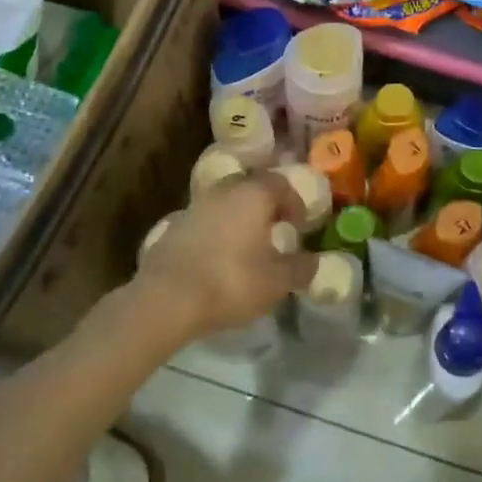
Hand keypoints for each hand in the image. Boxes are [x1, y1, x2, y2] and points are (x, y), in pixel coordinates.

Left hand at [133, 176, 317, 343]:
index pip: (281, 183)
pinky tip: (218, 260)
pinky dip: (216, 234)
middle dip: (265, 206)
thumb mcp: (277, 281)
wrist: (166, 298)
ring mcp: (194, 207)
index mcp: (253, 194)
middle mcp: (223, 191)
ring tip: (246, 248)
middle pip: (250, 188)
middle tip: (274, 231)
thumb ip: (301, 269)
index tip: (299, 227)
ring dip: (239, 219)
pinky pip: (204, 222)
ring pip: (225, 204)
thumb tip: (315, 262)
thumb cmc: (232, 281)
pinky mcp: (173, 228)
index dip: (295, 203)